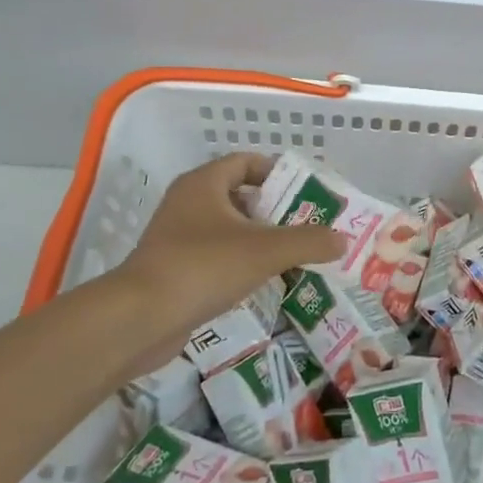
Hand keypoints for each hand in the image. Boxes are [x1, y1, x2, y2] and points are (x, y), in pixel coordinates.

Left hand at [115, 153, 345, 353]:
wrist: (139, 319)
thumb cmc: (203, 267)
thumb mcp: (265, 251)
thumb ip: (309, 242)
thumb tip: (343, 240)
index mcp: (204, 184)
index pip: (245, 162)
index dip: (277, 172)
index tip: (305, 192)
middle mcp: (187, 203)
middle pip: (239, 196)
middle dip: (274, 210)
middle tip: (308, 226)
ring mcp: (176, 237)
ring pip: (228, 229)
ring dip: (258, 239)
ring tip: (293, 255)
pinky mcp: (173, 269)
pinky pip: (215, 256)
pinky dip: (239, 263)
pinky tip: (262, 282)